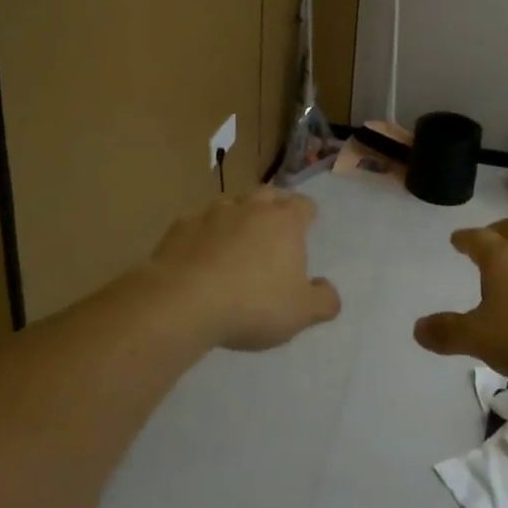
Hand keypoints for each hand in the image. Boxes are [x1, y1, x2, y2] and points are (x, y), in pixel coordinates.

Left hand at [145, 188, 340, 351]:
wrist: (183, 302)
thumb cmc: (252, 305)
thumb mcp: (300, 313)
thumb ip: (323, 301)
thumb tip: (328, 289)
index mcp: (284, 222)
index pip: (303, 205)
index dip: (307, 214)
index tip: (307, 225)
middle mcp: (250, 208)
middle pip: (267, 195)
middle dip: (273, 206)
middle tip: (273, 227)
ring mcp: (211, 214)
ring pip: (230, 204)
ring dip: (236, 216)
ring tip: (235, 240)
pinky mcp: (180, 227)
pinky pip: (197, 224)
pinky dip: (203, 235)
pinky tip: (199, 256)